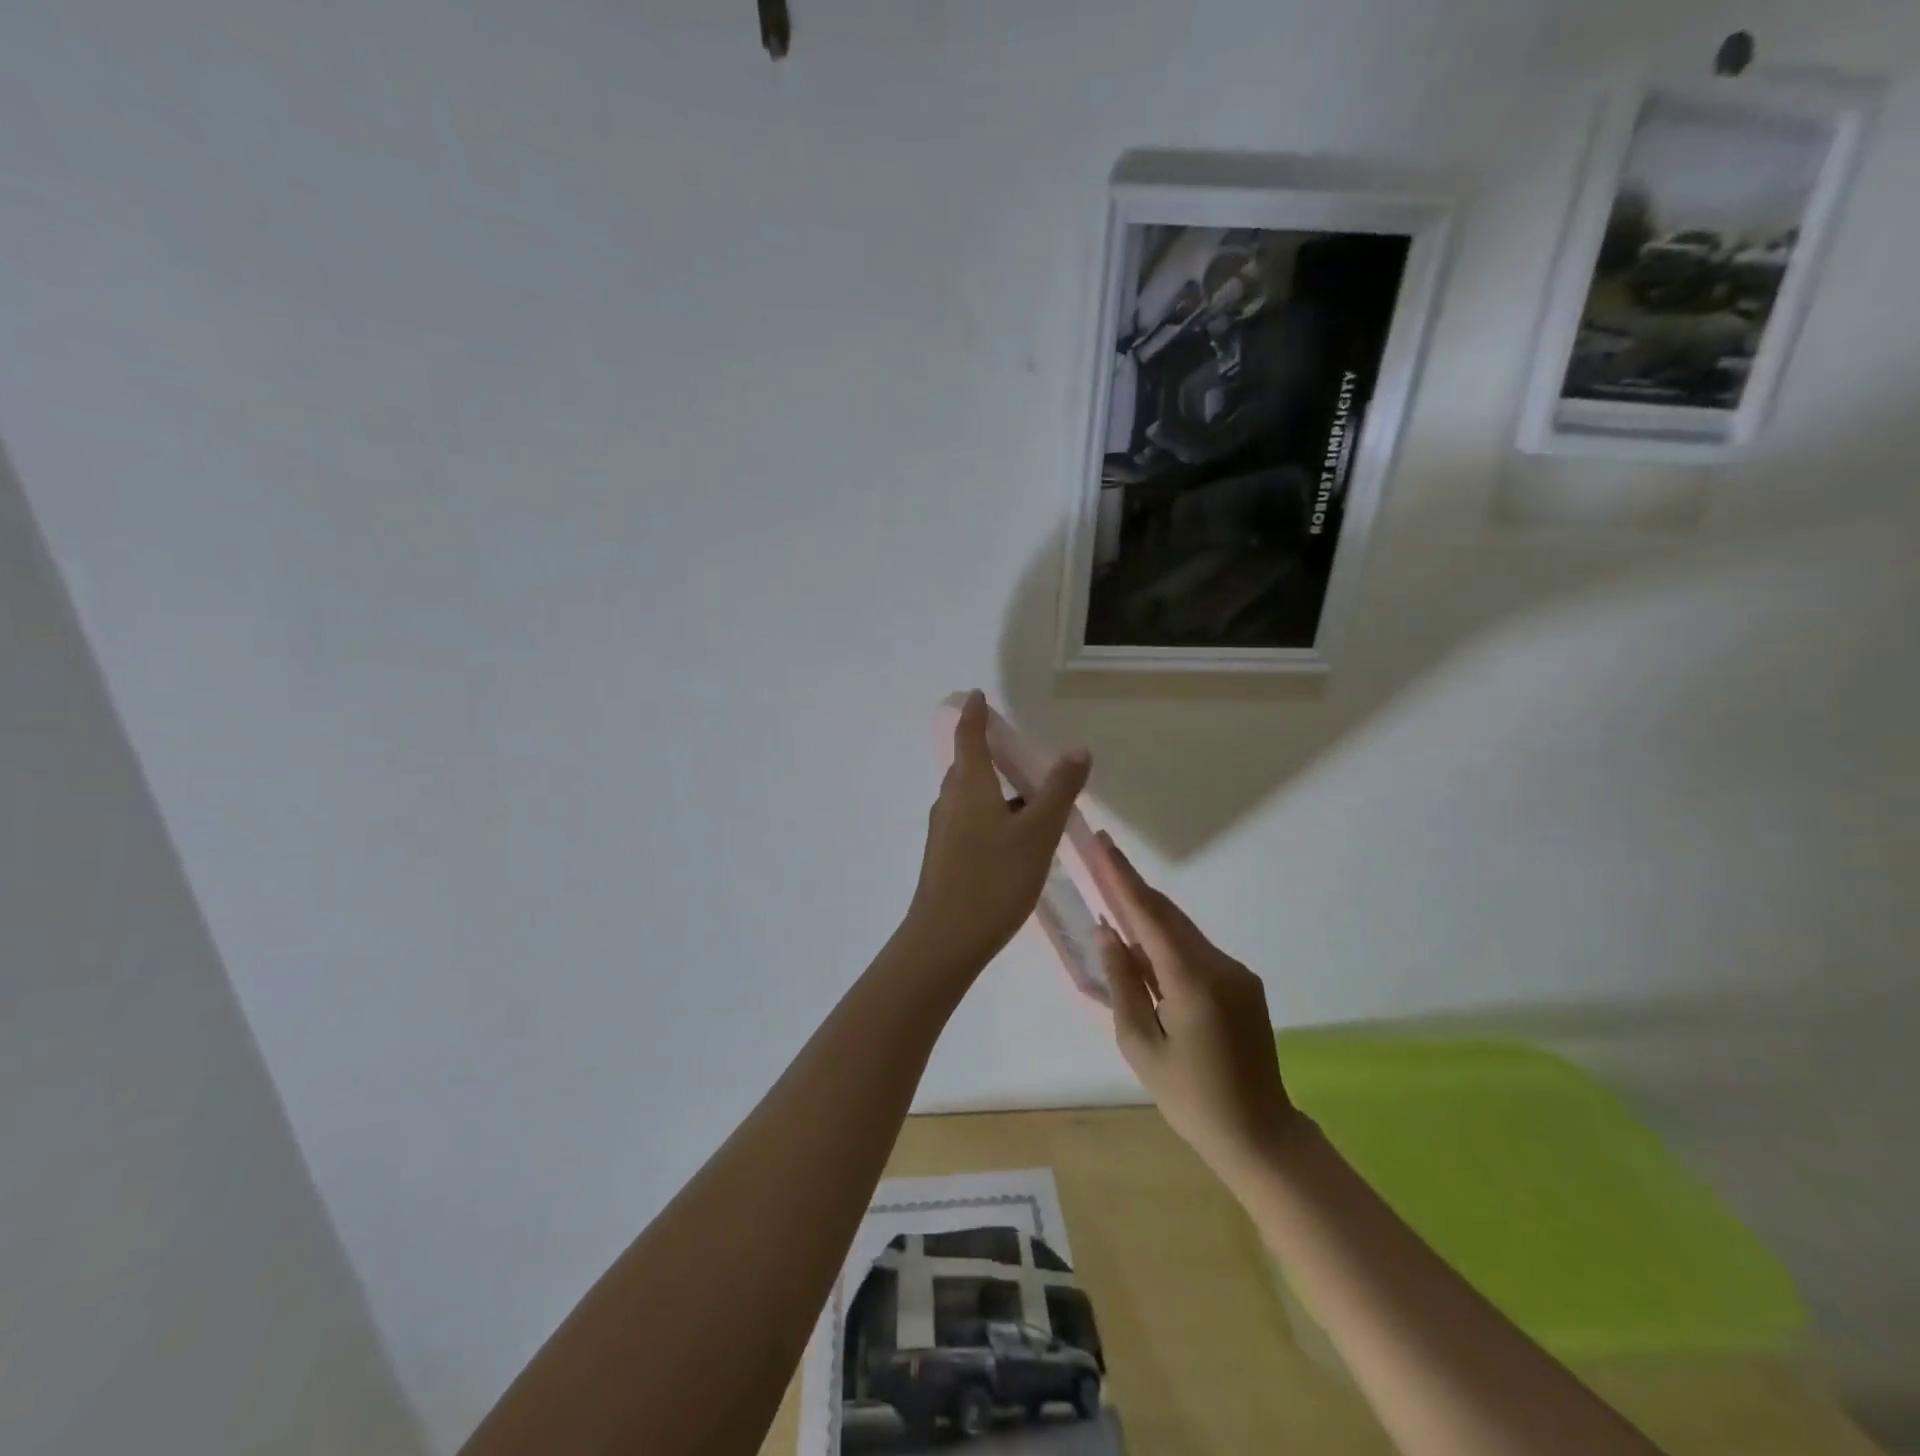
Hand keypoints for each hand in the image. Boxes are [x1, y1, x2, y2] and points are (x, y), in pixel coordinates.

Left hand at [901, 691, 1091, 978]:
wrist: (945, 939)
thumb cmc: (994, 879)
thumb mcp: (1037, 833)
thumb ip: (1058, 790)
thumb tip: (1077, 749)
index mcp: (968, 786)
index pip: (968, 735)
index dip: (975, 713)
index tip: (979, 695)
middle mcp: (949, 801)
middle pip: (969, 767)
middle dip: (992, 755)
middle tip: (1024, 756)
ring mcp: (943, 830)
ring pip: (971, 797)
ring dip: (996, 791)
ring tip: (1032, 802)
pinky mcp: (944, 856)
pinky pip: (970, 821)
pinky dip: (992, 816)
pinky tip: (1016, 842)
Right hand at [1094, 832, 1301, 1182]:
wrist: (1259, 1135)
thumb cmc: (1189, 1097)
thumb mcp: (1140, 1044)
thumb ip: (1122, 982)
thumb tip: (1107, 932)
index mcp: (1192, 981)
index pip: (1148, 916)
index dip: (1121, 878)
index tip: (1102, 844)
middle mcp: (1219, 965)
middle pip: (1167, 914)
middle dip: (1131, 884)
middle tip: (1101, 855)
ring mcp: (1237, 973)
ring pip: (1182, 931)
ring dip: (1148, 913)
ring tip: (1113, 894)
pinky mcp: (1244, 983)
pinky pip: (1196, 951)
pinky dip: (1167, 941)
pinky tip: (1144, 948)